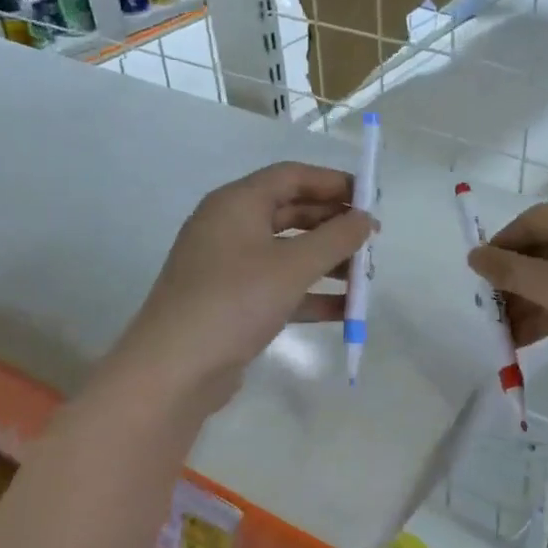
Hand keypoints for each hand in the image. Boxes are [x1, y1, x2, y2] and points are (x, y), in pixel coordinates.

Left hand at [94, 161, 373, 419]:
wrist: (174, 370)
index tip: (371, 199)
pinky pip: (279, 286)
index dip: (334, 183)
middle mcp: (230, 227)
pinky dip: (310, 293)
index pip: (292, 176)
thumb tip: (366, 219)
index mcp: (237, 204)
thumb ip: (336, 238)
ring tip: (365, 276)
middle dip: (334, 225)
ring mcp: (229, 266)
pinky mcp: (232, 301)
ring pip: (288, 251)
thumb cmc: (235, 302)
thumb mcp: (293, 266)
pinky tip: (345, 310)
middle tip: (372, 239)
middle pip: (291, 212)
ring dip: (327, 261)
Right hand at [468, 200, 547, 372]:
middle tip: (491, 312)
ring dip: (531, 302)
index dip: (500, 247)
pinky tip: (533, 339)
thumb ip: (509, 271)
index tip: (480, 277)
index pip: (527, 221)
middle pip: (542, 249)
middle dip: (514, 282)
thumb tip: (473, 254)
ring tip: (507, 336)